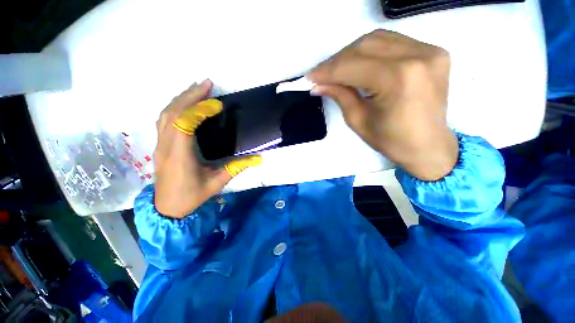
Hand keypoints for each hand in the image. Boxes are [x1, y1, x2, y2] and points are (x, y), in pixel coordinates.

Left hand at [154, 80, 261, 217]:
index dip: (199, 110)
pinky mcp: (160, 145)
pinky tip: (185, 104)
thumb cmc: (192, 196)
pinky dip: (174, 107)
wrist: (166, 208)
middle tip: (206, 84)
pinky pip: (163, 120)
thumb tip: (258, 158)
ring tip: (197, 89)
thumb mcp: (218, 182)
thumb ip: (237, 168)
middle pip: (172, 113)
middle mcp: (166, 146)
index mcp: (180, 156)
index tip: (217, 105)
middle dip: (189, 95)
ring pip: (165, 114)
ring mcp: (160, 144)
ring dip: (181, 98)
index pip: (184, 124)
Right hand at [307, 30, 457, 180]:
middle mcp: (417, 57)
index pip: (352, 66)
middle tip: (322, 74)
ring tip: (337, 69)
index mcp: (397, 80)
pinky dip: (371, 51)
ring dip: (352, 53)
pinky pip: (393, 42)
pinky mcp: (433, 52)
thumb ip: (339, 96)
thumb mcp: (358, 121)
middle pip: (364, 46)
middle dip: (337, 60)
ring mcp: (429, 51)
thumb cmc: (391, 141)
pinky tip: (360, 64)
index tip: (310, 77)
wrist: (429, 146)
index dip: (327, 70)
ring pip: (378, 39)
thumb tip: (318, 84)